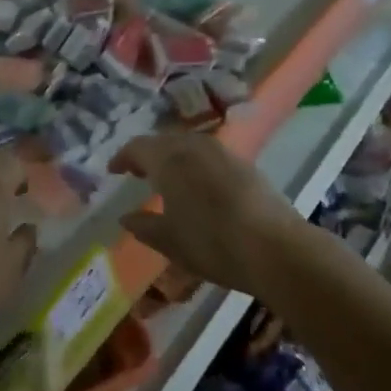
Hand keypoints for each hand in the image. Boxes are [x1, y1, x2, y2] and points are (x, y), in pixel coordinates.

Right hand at [109, 133, 302, 296]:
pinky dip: (196, 165)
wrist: (276, 248)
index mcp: (169, 160)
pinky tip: (199, 186)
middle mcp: (194, 147)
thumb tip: (126, 217)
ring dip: (174, 157)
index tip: (114, 171)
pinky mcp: (245, 165)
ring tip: (167, 178)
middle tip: (138, 172)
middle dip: (148, 154)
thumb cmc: (213, 243)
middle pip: (164, 141)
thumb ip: (144, 226)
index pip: (138, 147)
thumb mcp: (170, 241)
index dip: (123, 158)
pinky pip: (209, 156)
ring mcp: (223, 153)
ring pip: (189, 145)